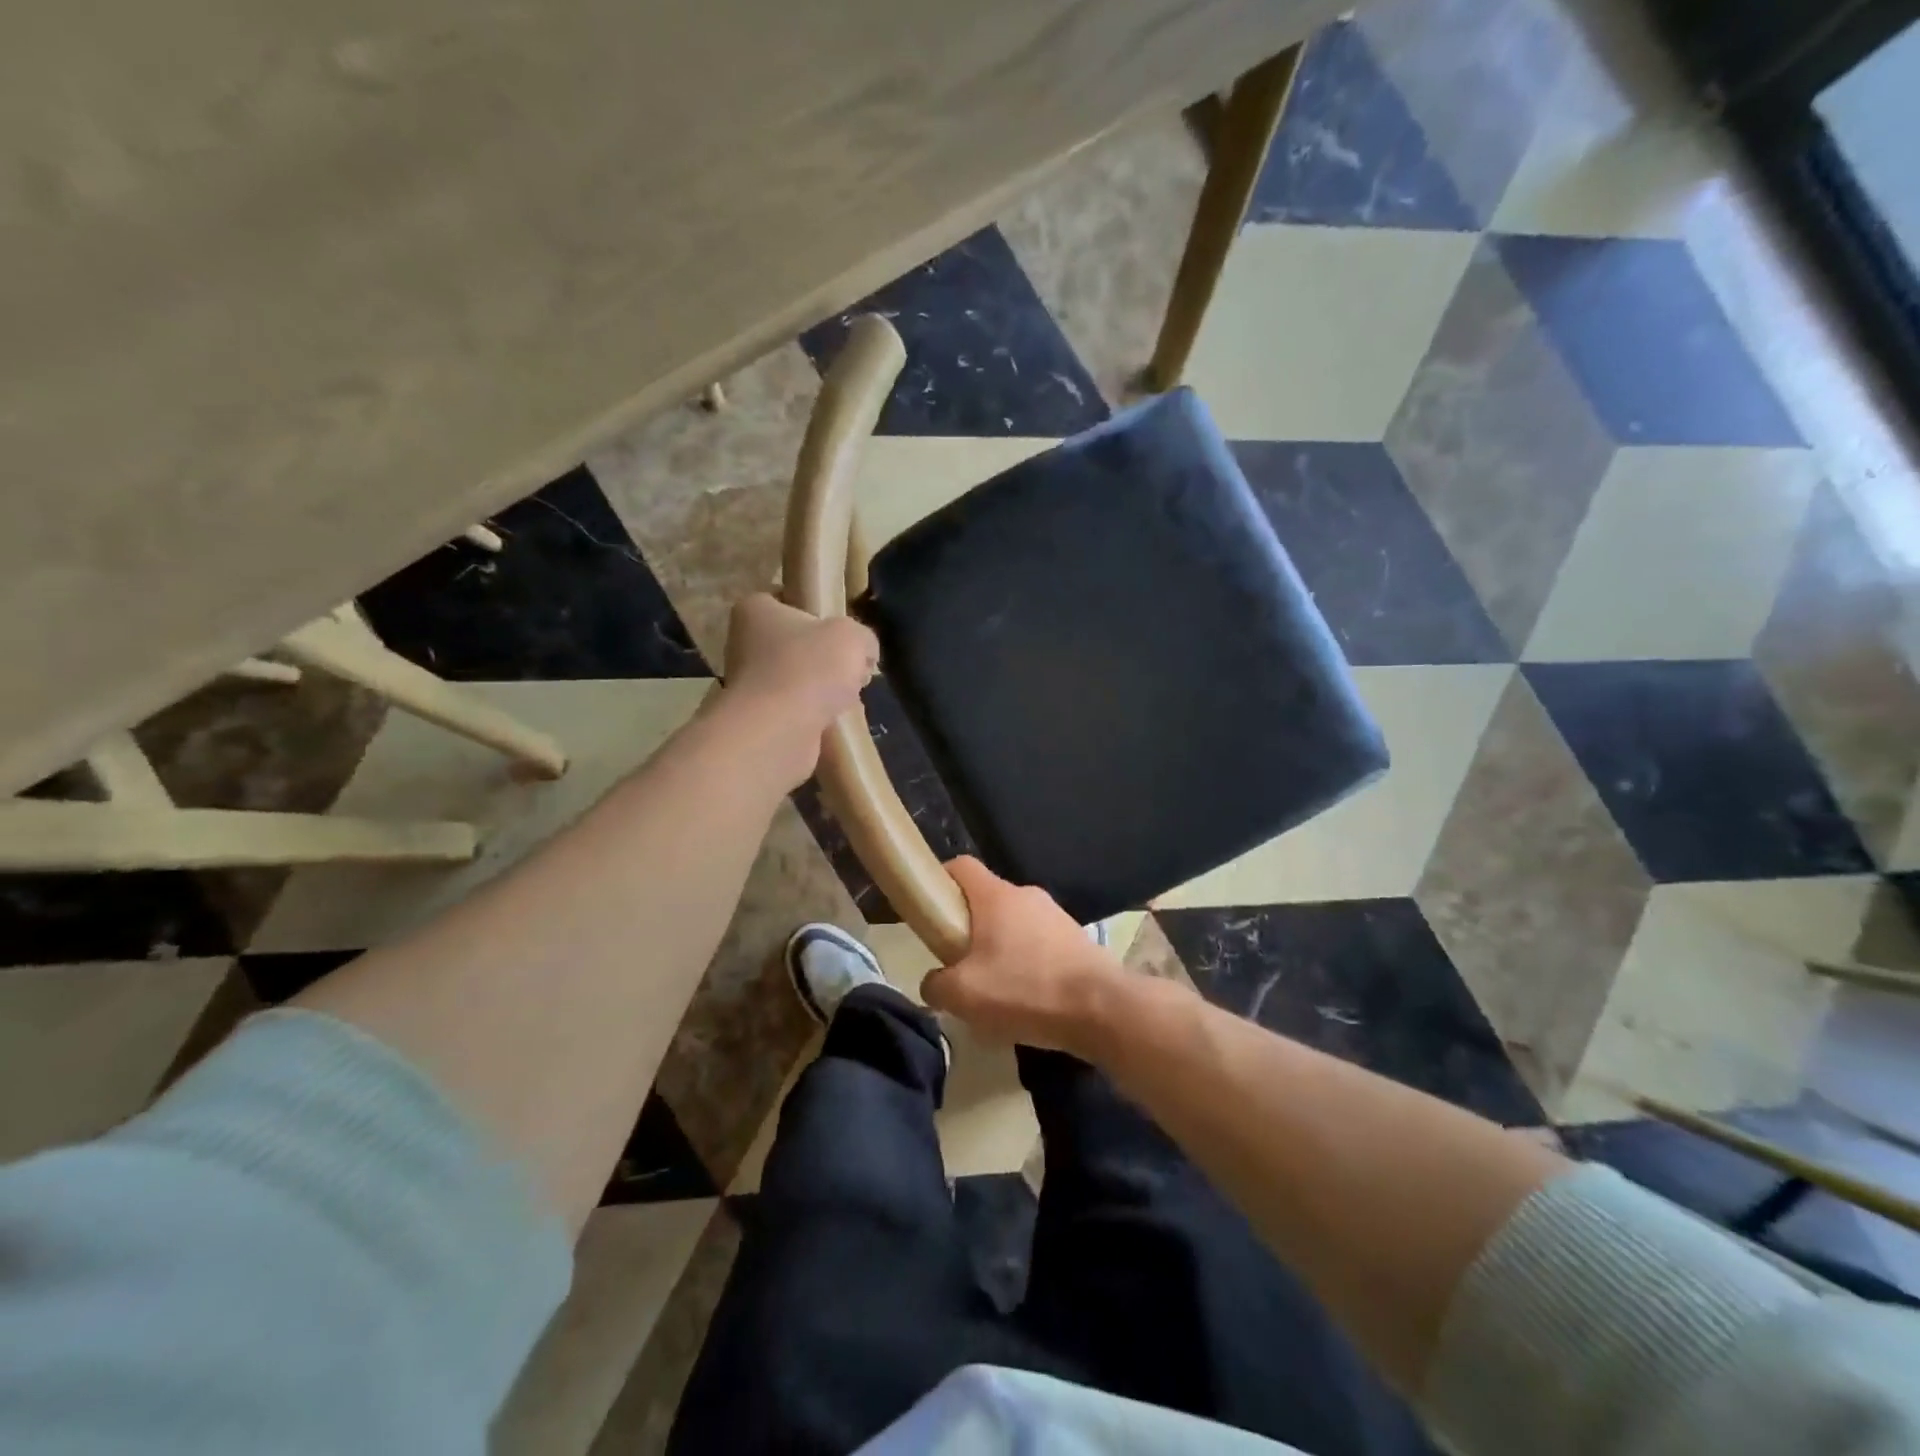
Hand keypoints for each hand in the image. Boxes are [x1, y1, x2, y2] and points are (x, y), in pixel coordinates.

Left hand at [722, 594, 877, 785]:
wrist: (780, 730)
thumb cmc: (810, 667)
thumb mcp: (852, 637)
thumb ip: (862, 637)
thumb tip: (864, 652)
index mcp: (755, 610)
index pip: (785, 599)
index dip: (816, 611)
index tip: (840, 628)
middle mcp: (743, 643)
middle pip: (795, 643)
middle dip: (824, 656)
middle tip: (852, 667)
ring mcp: (747, 684)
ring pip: (797, 679)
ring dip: (822, 689)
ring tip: (848, 697)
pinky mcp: (759, 718)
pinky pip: (795, 709)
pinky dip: (814, 714)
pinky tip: (834, 720)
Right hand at [920, 857, 1127, 1056]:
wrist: (1102, 1009)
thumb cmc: (1025, 990)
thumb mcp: (963, 995)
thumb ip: (936, 985)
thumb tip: (934, 982)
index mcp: (996, 896)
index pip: (961, 866)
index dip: (940, 881)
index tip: (930, 910)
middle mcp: (1027, 895)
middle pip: (986, 900)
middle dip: (969, 927)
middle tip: (959, 964)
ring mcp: (1056, 916)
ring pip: (1014, 924)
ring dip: (1000, 948)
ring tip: (995, 989)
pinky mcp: (1077, 940)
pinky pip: (1040, 944)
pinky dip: (1028, 963)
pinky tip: (1027, 998)